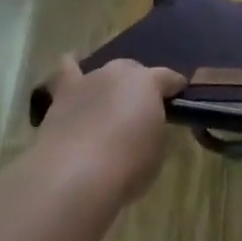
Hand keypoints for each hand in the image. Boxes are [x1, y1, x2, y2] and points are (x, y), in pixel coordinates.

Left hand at [37, 54, 186, 204]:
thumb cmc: (127, 165)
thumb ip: (155, 129)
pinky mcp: (63, 94)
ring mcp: (90, 80)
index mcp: (149, 82)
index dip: (175, 88)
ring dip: (109, 84)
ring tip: (108, 103)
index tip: (178, 100)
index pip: (169, 78)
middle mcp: (120, 73)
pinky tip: (73, 65)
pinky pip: (67, 70)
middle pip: (135, 70)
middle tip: (139, 112)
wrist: (74, 175)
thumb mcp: (157, 149)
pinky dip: (71, 66)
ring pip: (104, 72)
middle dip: (139, 87)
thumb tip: (147, 125)